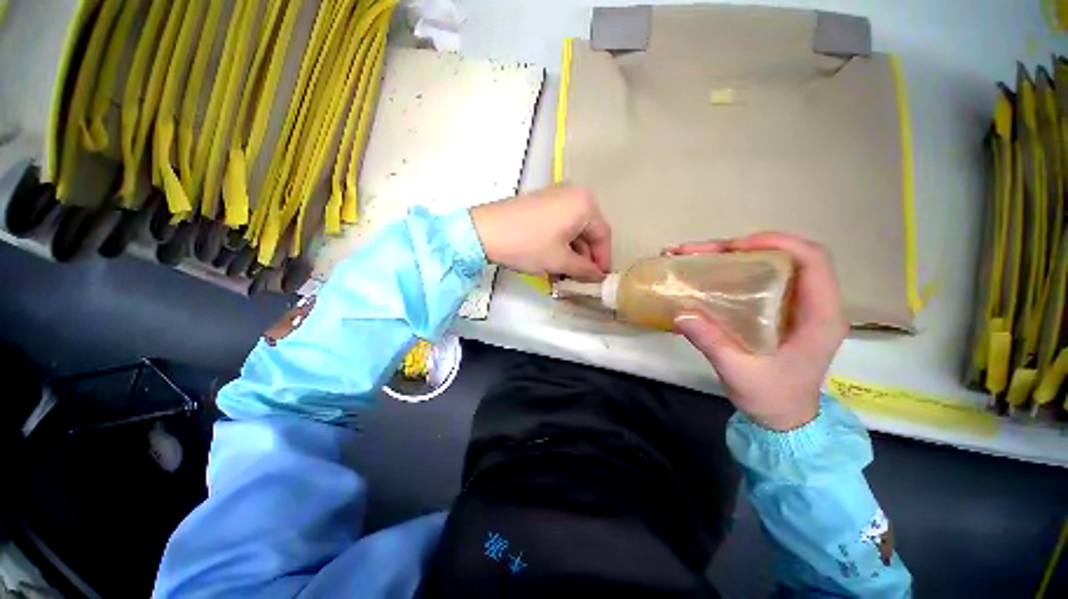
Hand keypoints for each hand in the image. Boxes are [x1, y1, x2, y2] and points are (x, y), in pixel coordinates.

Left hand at [470, 186, 611, 280]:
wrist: (484, 231)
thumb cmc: (528, 244)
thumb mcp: (560, 260)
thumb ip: (584, 269)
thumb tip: (598, 277)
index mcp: (584, 204)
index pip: (603, 235)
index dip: (603, 260)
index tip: (599, 280)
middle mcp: (573, 195)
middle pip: (588, 232)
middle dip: (584, 259)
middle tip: (580, 280)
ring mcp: (555, 197)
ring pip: (572, 231)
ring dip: (571, 255)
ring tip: (564, 277)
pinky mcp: (540, 204)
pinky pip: (559, 226)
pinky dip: (559, 245)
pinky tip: (552, 264)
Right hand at [667, 233, 847, 430]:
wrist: (784, 418)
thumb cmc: (771, 398)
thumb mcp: (739, 372)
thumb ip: (712, 342)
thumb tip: (680, 313)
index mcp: (819, 317)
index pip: (813, 261)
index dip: (778, 243)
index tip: (735, 246)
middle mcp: (813, 303)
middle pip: (786, 256)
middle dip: (742, 247)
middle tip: (700, 252)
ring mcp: (796, 305)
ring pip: (770, 264)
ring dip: (732, 256)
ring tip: (694, 256)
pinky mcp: (778, 310)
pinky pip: (758, 279)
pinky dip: (731, 270)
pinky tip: (706, 273)